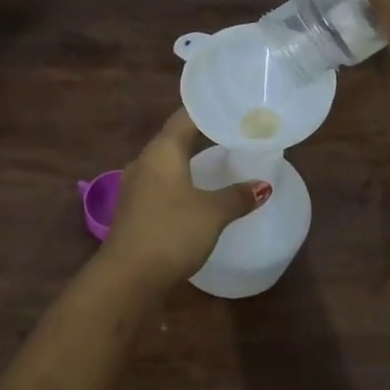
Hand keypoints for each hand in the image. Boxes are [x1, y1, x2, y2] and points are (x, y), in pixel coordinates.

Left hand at [103, 109, 272, 284]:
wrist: (126, 278)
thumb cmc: (171, 233)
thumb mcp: (212, 213)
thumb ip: (238, 196)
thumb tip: (262, 185)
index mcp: (162, 150)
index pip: (185, 116)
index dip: (209, 111)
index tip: (234, 111)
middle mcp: (145, 161)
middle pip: (175, 138)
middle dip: (203, 136)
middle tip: (235, 136)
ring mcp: (136, 186)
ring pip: (167, 163)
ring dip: (191, 161)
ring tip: (220, 163)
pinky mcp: (134, 209)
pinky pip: (162, 184)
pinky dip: (181, 182)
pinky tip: (197, 194)